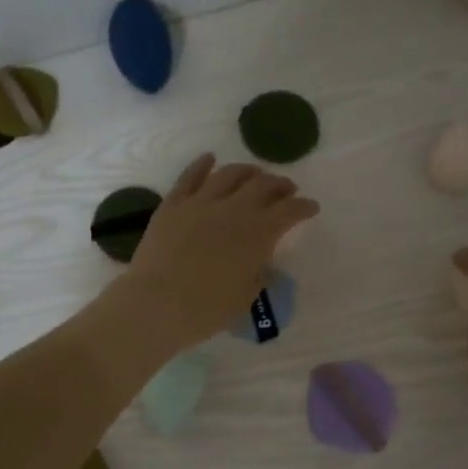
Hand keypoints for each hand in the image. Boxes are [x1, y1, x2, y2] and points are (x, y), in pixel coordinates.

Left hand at [122, 154, 318, 349]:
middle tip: (286, 190)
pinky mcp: (173, 204)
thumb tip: (264, 264)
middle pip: (264, 185)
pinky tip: (210, 159)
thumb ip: (259, 275)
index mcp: (258, 233)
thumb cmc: (206, 309)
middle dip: (280, 185)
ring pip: (230, 174)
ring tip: (255, 174)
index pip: (290, 211)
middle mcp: (234, 209)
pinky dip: (203, 164)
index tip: (311, 208)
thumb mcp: (245, 297)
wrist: (156, 304)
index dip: (304, 207)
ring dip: (248, 171)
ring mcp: (201, 202)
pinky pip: (190, 176)